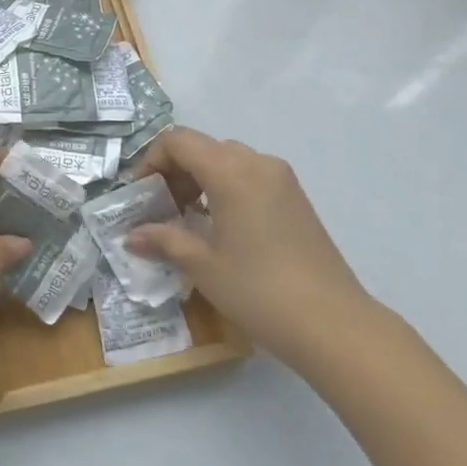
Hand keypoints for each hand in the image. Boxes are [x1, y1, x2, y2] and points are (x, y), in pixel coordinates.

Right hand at [130, 127, 375, 369]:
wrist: (334, 325)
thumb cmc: (259, 290)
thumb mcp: (203, 265)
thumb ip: (164, 240)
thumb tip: (132, 235)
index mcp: (230, 171)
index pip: (178, 141)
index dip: (152, 161)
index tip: (142, 195)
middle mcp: (257, 162)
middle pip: (203, 147)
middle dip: (175, 171)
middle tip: (162, 210)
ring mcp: (281, 178)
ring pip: (227, 160)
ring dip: (200, 179)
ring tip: (189, 220)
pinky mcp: (296, 197)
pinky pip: (250, 176)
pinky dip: (226, 188)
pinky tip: (221, 226)